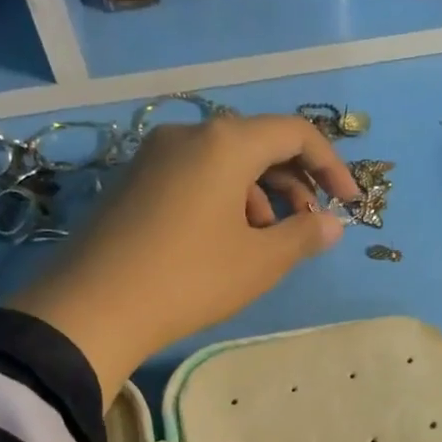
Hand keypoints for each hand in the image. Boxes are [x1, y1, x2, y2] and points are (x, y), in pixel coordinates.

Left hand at [8, 115, 360, 399]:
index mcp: (226, 142)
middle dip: (295, 183)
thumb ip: (304, 235)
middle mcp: (189, 134)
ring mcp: (155, 155)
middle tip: (310, 226)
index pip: (295, 133)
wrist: (93, 308)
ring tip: (267, 241)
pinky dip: (225, 198)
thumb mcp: (259, 261)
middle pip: (259, 143)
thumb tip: (331, 224)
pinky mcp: (134, 180)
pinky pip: (196, 175)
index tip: (349, 203)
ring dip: (260, 195)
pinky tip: (226, 240)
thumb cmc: (191, 278)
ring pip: (226, 162)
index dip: (332, 165)